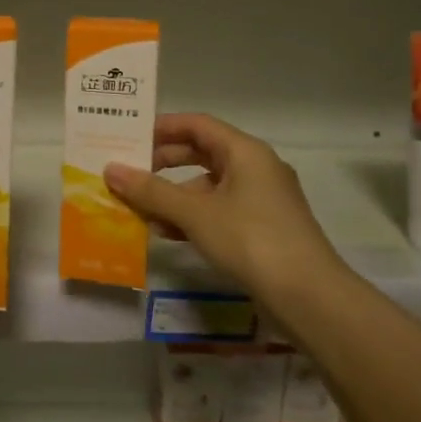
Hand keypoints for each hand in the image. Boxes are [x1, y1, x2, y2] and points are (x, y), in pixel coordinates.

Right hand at [103, 113, 350, 310]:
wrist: (309, 297)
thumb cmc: (251, 240)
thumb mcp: (195, 213)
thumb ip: (151, 191)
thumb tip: (110, 170)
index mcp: (245, 152)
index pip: (197, 125)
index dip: (162, 128)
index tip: (129, 138)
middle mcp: (256, 167)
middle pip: (202, 153)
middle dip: (163, 164)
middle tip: (129, 174)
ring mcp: (261, 199)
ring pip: (208, 185)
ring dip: (174, 195)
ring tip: (141, 210)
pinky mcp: (262, 227)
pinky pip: (219, 210)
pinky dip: (192, 217)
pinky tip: (167, 234)